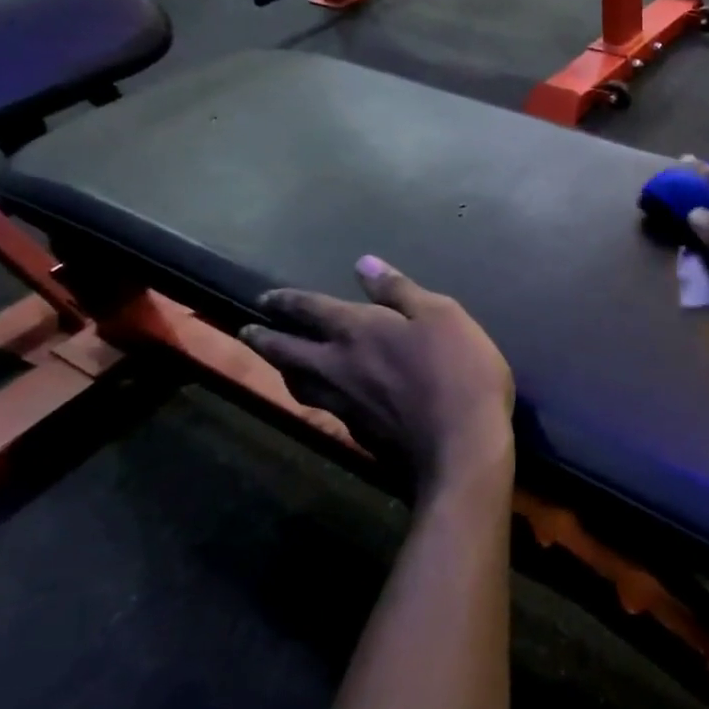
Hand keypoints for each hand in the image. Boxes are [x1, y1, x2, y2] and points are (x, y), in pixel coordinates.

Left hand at [240, 257, 513, 487]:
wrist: (460, 445)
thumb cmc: (457, 370)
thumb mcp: (440, 315)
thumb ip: (399, 291)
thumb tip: (364, 264)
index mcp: (356, 330)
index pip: (309, 310)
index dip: (286, 301)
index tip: (264, 299)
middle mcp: (337, 366)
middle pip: (287, 351)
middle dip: (265, 339)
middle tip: (248, 332)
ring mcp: (343, 404)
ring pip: (299, 383)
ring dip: (283, 370)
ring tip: (278, 363)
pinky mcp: (357, 433)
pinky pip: (323, 407)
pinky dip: (315, 396)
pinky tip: (325, 398)